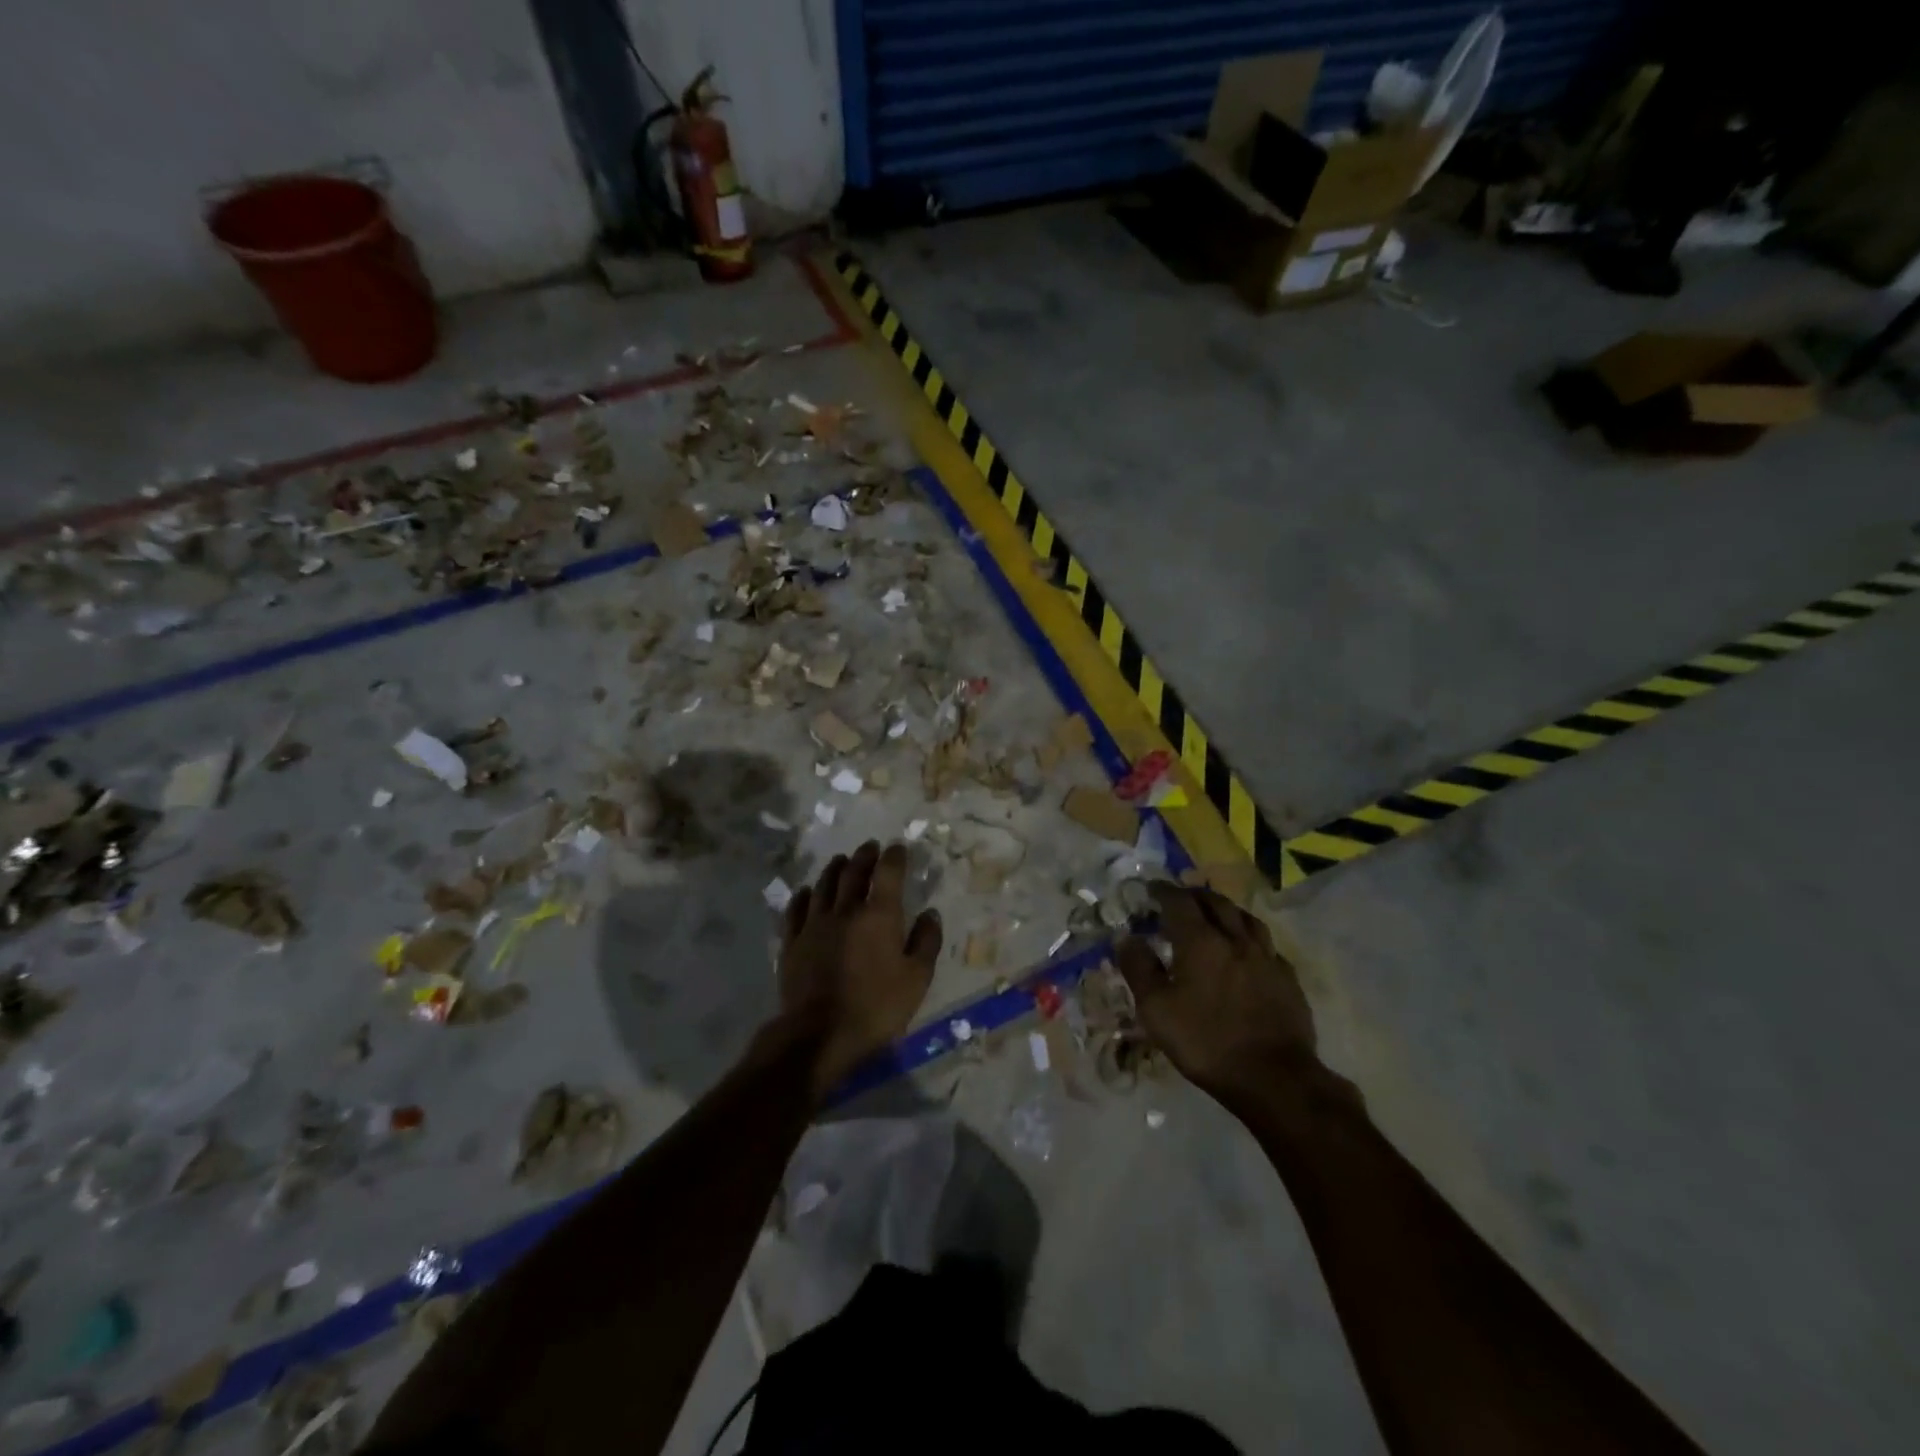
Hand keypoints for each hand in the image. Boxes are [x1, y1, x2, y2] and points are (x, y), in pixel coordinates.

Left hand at [775, 840, 941, 1100]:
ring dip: (834, 868)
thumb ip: (926, 942)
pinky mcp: (792, 941)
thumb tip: (930, 913)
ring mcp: (814, 924)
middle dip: (864, 856)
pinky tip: (807, 892)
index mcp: (879, 916)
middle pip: (853, 872)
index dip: (894, 857)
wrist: (818, 1034)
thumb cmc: (876, 1007)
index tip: (898, 848)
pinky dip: (804, 895)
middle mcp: (845, 910)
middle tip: (870, 847)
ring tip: (841, 860)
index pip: (888, 873)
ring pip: (824, 885)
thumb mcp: (916, 979)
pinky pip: (796, 908)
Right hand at [1115, 882, 1315, 1102]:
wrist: (1273, 1078)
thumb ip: (1139, 969)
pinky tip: (1248, 951)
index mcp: (1201, 941)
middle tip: (1181, 898)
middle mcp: (1236, 940)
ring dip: (1227, 911)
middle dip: (1195, 896)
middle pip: (1216, 903)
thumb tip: (1126, 938)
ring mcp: (1267, 958)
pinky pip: (1268, 946)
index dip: (1163, 892)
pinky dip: (1251, 939)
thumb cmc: (1206, 1041)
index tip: (1151, 889)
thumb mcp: (1156, 1010)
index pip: (1179, 902)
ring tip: (1216, 915)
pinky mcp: (1288, 980)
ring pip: (1247, 919)